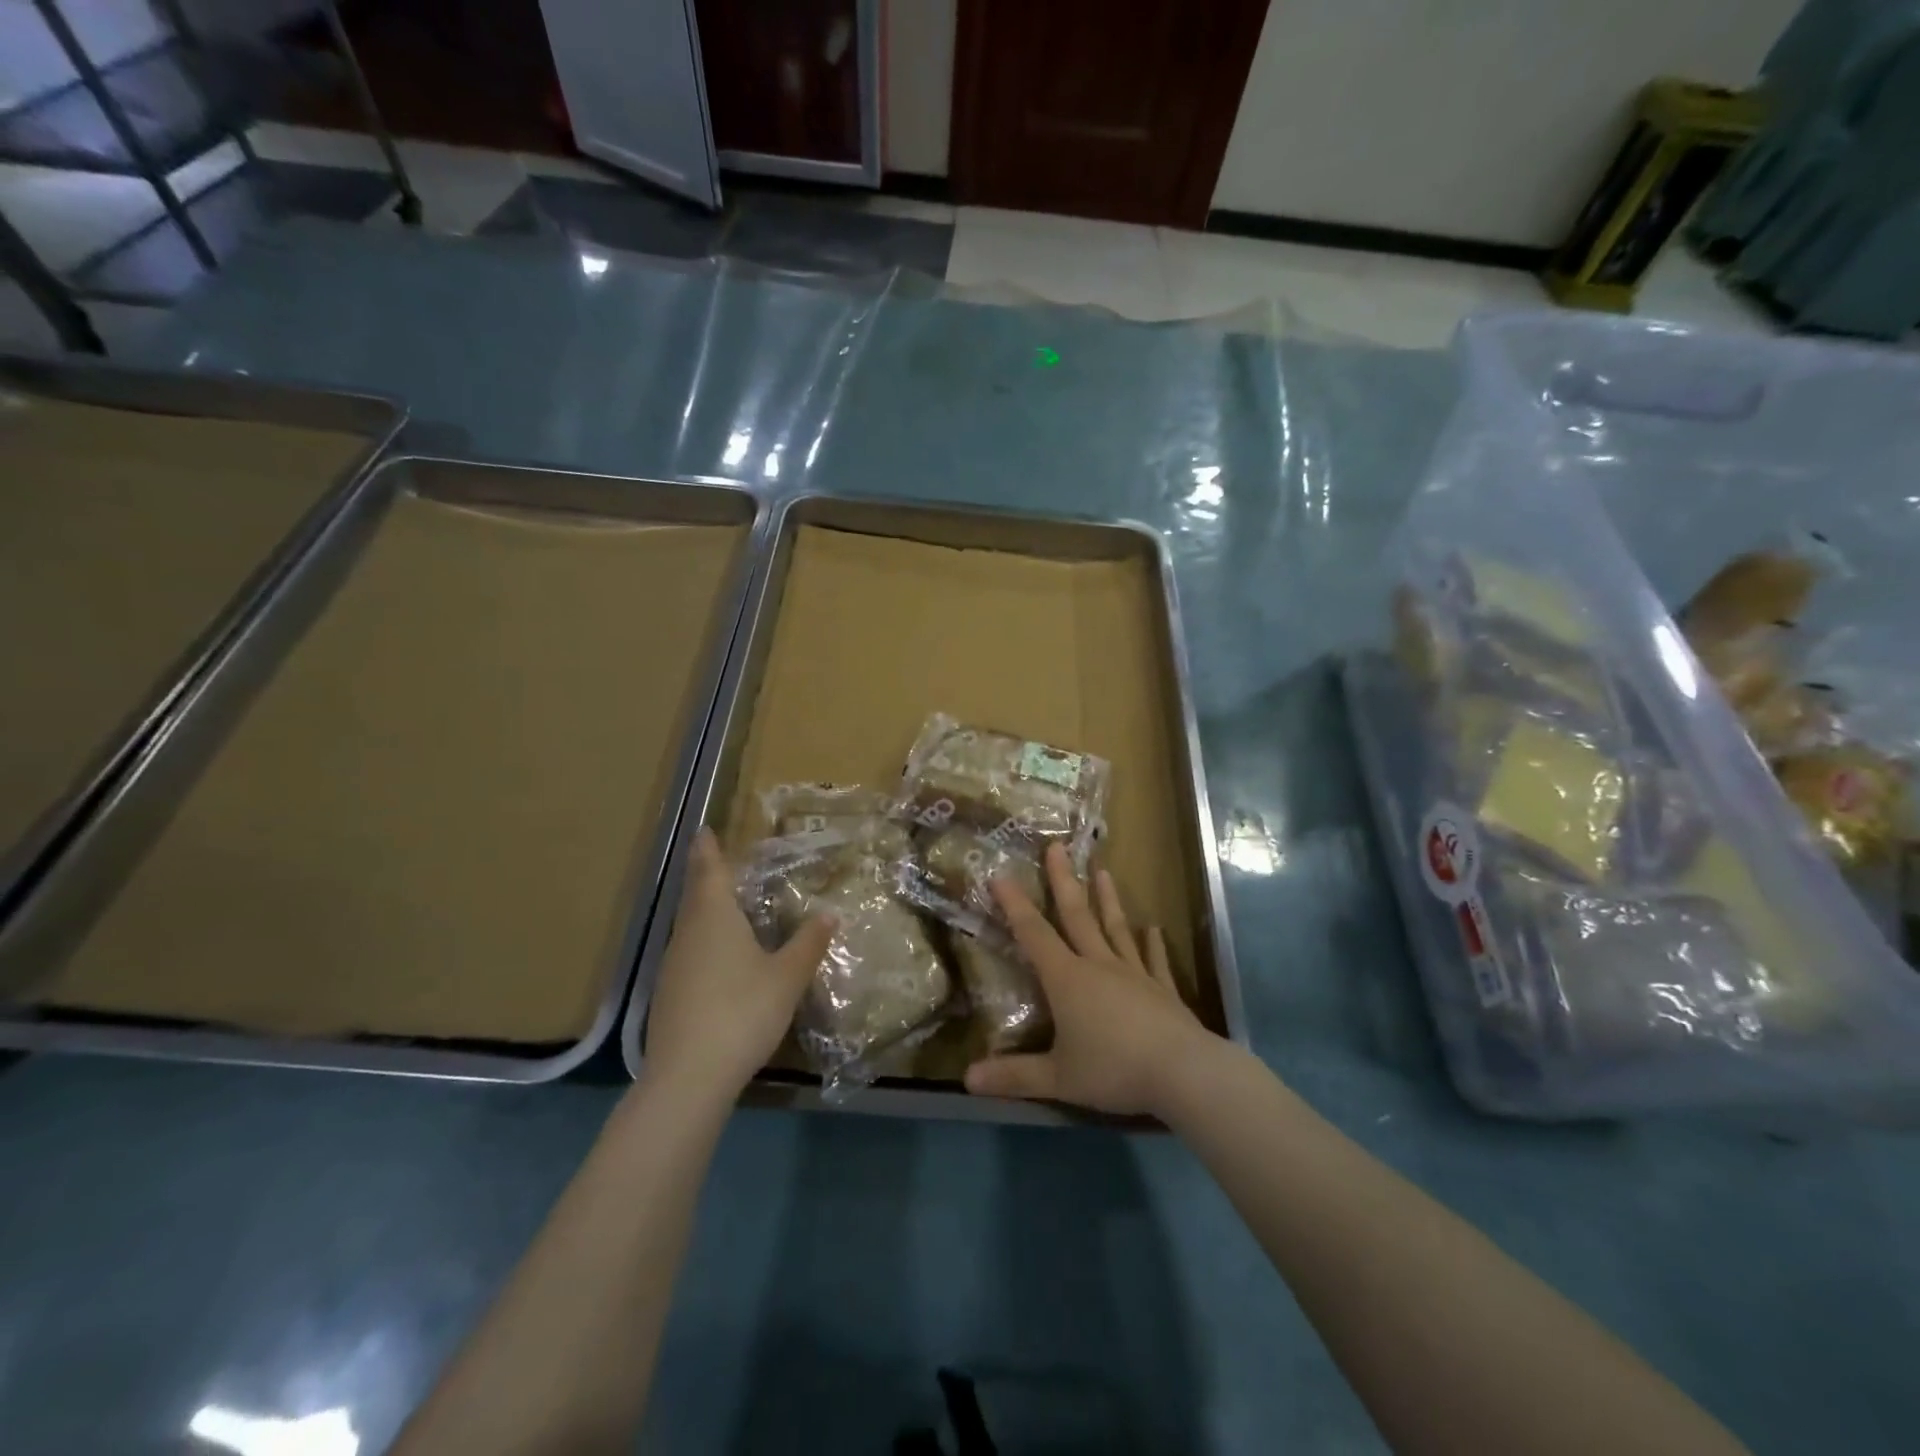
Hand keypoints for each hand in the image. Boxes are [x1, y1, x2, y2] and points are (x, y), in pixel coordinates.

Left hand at [645, 829, 833, 1101]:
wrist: (689, 1076)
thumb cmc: (742, 1011)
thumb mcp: (787, 976)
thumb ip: (808, 943)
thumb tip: (829, 914)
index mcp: (715, 917)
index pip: (710, 871)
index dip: (708, 850)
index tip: (705, 831)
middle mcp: (688, 933)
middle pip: (695, 895)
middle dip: (706, 876)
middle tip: (719, 862)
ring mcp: (673, 966)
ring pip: (689, 925)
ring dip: (704, 910)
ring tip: (725, 905)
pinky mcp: (669, 995)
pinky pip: (689, 952)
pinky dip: (703, 941)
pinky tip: (719, 957)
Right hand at [964, 844, 1218, 1116]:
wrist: (1183, 1073)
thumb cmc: (1114, 1069)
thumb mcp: (1057, 1078)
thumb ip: (1014, 1077)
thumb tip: (967, 1078)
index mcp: (1068, 979)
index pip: (1034, 934)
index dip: (1015, 905)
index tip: (1001, 874)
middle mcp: (1099, 965)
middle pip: (1077, 916)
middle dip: (1063, 881)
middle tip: (1057, 846)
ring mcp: (1135, 974)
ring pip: (1116, 929)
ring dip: (1108, 900)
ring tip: (1104, 871)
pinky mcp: (1163, 990)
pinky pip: (1155, 961)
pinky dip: (1153, 944)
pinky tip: (1153, 928)